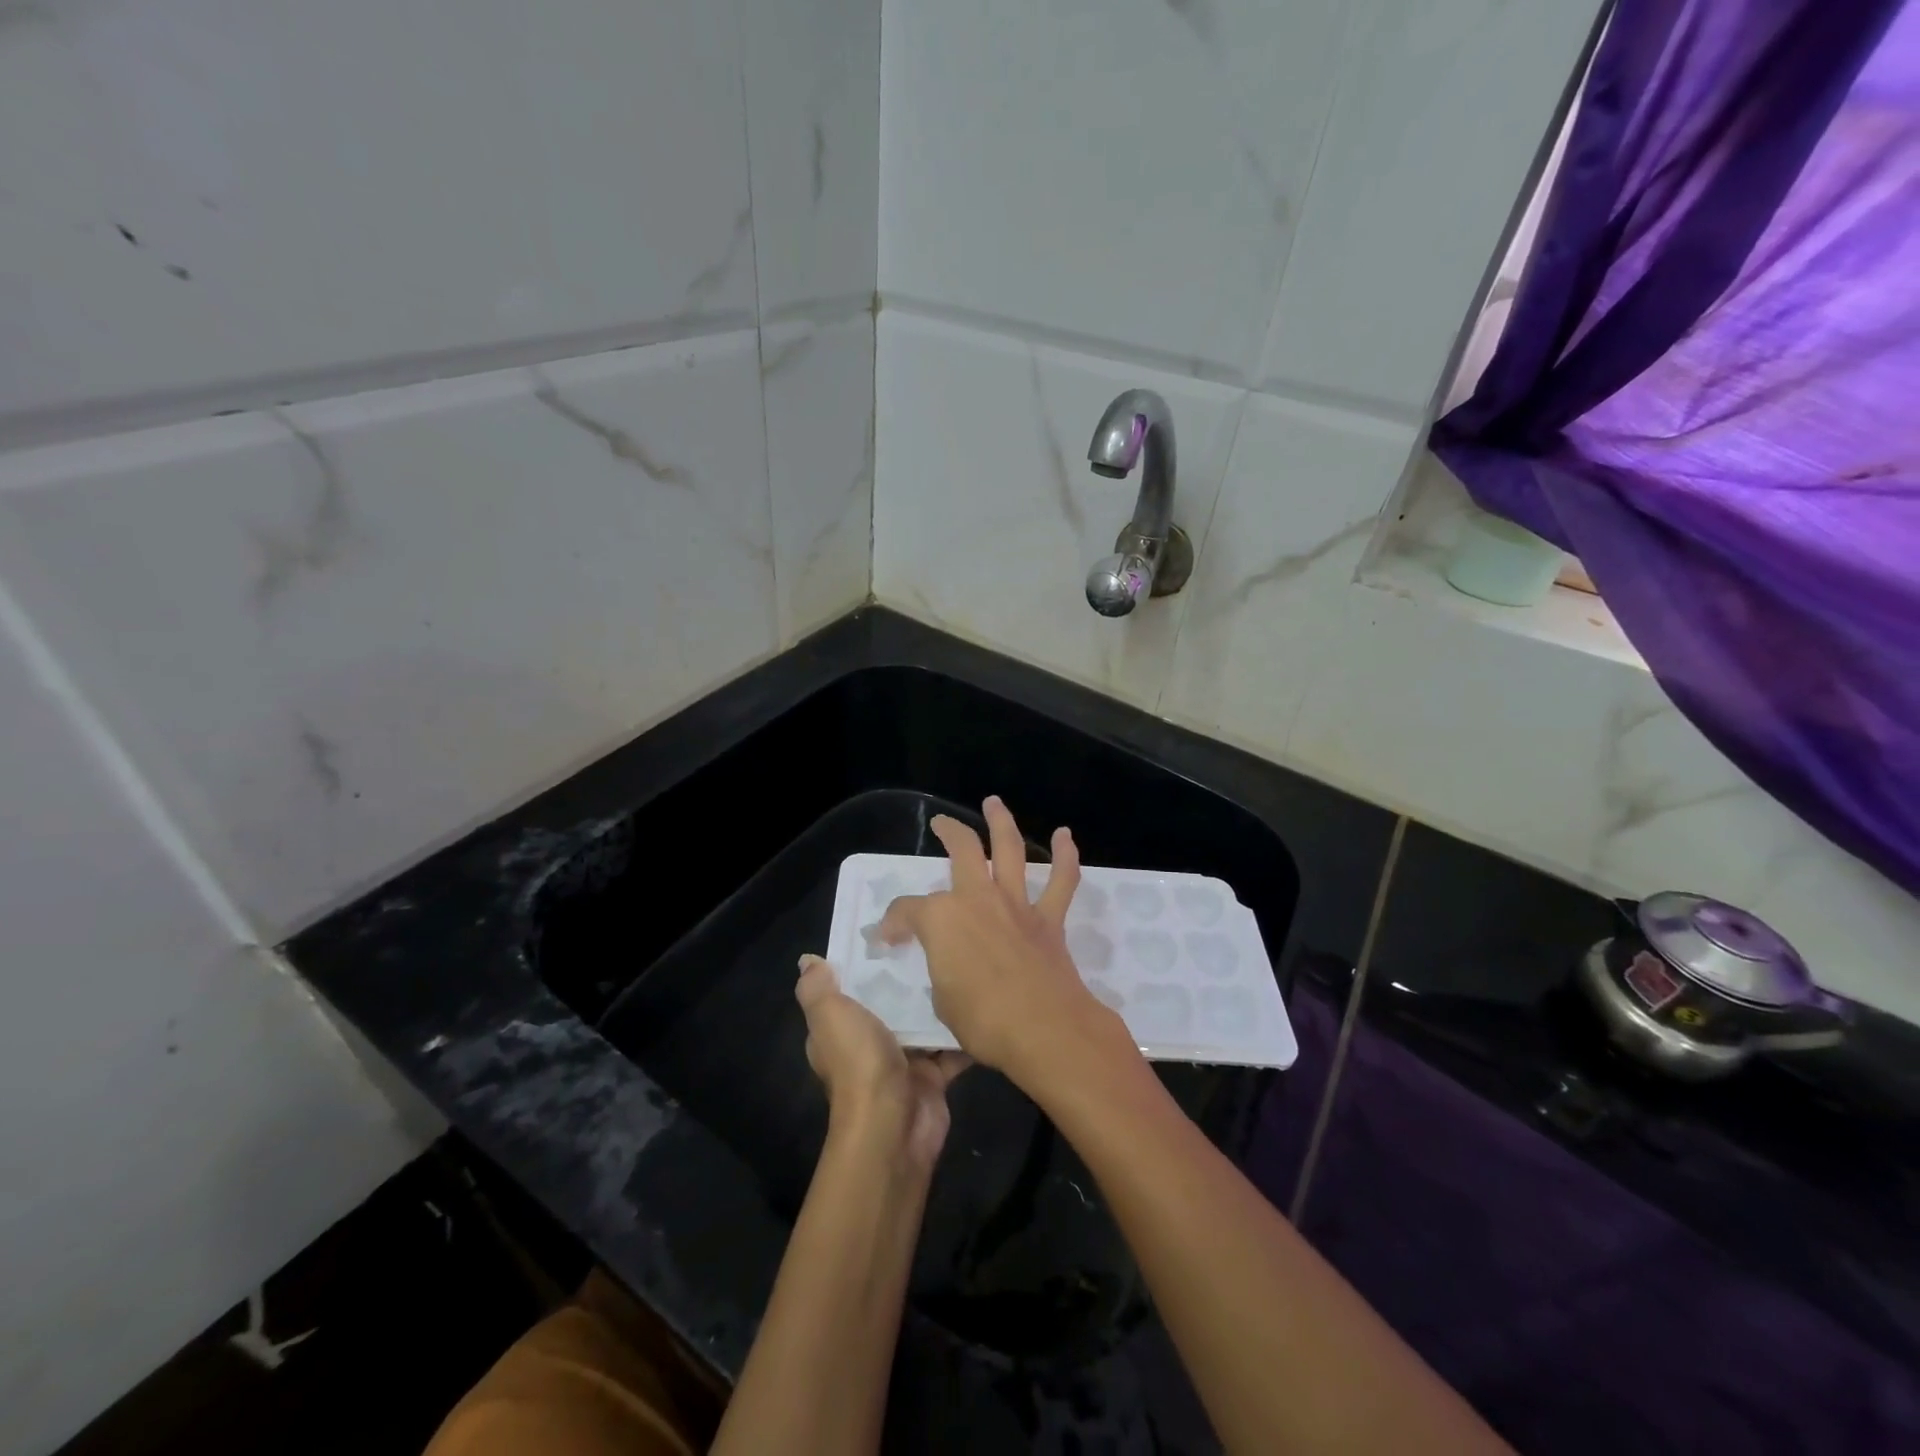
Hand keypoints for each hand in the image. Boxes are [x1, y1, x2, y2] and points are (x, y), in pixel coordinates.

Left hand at [795, 954, 968, 1169]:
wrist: (893, 1124)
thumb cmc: (858, 1062)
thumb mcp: (829, 1016)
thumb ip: (817, 987)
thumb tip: (808, 960)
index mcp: (839, 1030)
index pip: (849, 989)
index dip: (864, 963)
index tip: (890, 929)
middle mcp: (868, 1044)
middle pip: (891, 1003)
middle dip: (909, 977)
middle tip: (936, 939)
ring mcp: (903, 1061)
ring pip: (924, 1022)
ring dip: (939, 1001)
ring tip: (963, 961)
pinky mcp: (933, 1076)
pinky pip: (951, 1047)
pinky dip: (964, 1031)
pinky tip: (981, 999)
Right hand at [877, 796, 1125, 1090]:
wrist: (1044, 1030)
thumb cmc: (983, 1020)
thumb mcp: (942, 1000)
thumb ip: (943, 971)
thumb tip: (950, 966)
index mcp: (942, 919)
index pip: (907, 911)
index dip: (892, 923)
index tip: (887, 937)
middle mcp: (978, 899)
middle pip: (962, 850)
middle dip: (949, 832)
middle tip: (941, 824)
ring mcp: (1016, 905)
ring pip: (1010, 850)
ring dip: (1001, 822)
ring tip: (994, 803)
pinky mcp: (1049, 919)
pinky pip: (1061, 881)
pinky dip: (1066, 856)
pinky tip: (1065, 836)